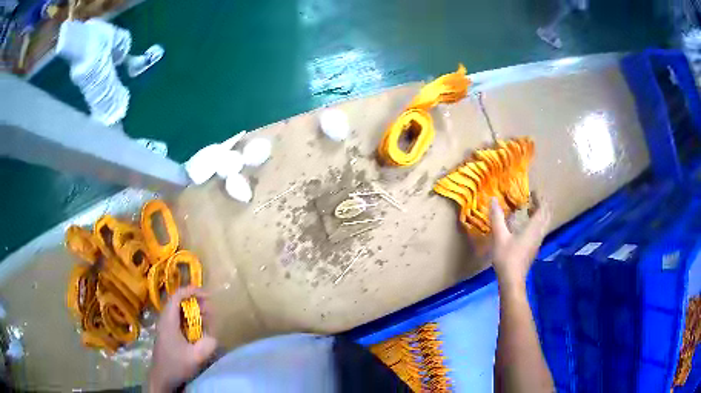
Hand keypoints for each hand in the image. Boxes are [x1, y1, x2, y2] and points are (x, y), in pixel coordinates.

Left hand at [148, 286, 217, 392]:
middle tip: (210, 308)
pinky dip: (189, 318)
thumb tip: (214, 335)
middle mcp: (164, 319)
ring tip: (207, 317)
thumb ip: (208, 344)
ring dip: (192, 310)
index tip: (207, 294)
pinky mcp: (167, 333)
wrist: (162, 377)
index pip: (177, 296)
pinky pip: (178, 318)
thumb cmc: (176, 365)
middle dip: (195, 301)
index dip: (191, 291)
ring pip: (178, 310)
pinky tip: (198, 328)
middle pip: (178, 301)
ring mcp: (164, 326)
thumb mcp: (196, 357)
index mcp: (168, 320)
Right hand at [489, 197, 549, 291]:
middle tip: (533, 197)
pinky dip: (538, 221)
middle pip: (547, 215)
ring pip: (545, 223)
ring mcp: (538, 241)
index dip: (540, 198)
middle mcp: (539, 233)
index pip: (543, 208)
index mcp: (534, 228)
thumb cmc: (507, 257)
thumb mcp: (500, 236)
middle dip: (543, 204)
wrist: (512, 280)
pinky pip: (541, 229)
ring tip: (531, 208)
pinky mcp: (535, 248)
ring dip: (541, 213)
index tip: (533, 191)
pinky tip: (528, 224)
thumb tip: (493, 199)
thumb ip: (497, 217)